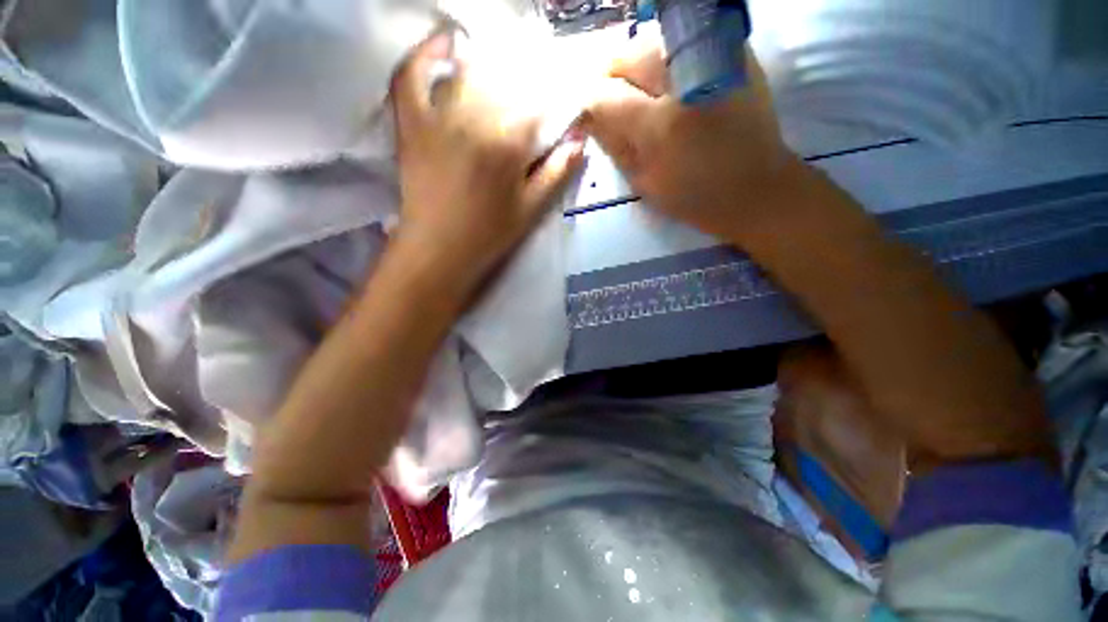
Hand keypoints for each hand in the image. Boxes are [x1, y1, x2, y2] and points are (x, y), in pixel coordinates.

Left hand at [392, 33, 585, 296]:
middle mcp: (472, 118)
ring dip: (494, 65)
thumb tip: (580, 139)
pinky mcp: (411, 123)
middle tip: (540, 91)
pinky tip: (446, 43)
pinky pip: (411, 76)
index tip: (569, 94)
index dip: (558, 92)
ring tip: (509, 73)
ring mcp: (436, 116)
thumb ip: (558, 171)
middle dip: (530, 77)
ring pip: (469, 70)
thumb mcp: (531, 209)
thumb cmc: (489, 235)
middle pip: (507, 77)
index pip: (540, 100)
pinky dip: (426, 54)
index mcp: (507, 143)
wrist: (437, 251)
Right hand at [583, 32, 799, 244]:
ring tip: (645, 94)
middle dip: (612, 78)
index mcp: (659, 126)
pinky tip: (672, 86)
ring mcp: (713, 61)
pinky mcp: (734, 54)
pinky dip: (667, 61)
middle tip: (618, 103)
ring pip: (652, 40)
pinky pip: (682, 43)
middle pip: (626, 54)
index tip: (593, 117)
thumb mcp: (644, 183)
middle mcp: (684, 82)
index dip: (590, 104)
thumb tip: (593, 118)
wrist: (756, 188)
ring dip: (638, 66)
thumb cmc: (695, 197)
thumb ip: (614, 146)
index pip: (603, 95)